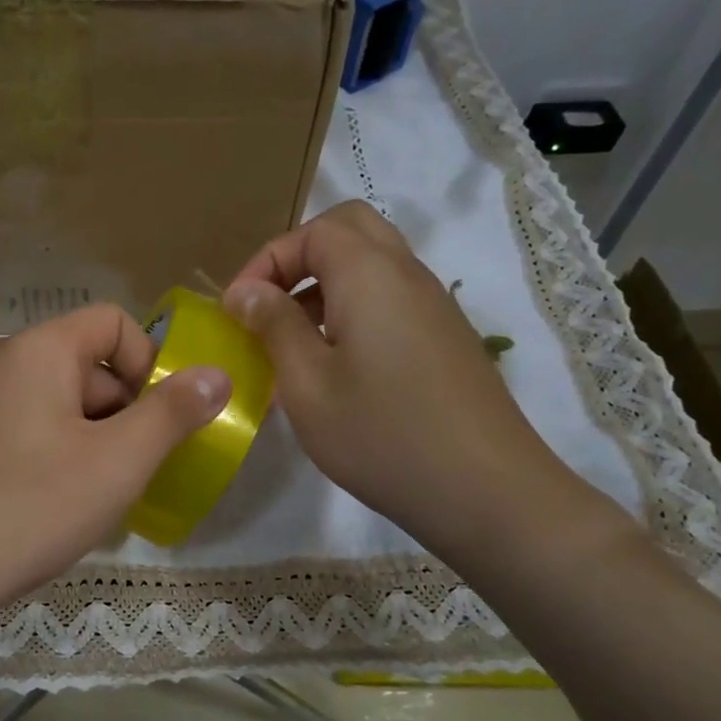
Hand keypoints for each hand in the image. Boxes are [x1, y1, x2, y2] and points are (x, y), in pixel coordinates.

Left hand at [0, 304, 227, 633]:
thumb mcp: (117, 462)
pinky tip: (55, 509)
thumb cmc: (29, 507)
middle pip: (87, 367)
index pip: (114, 323)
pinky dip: (56, 458)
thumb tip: (217, 373)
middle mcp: (0, 363)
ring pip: (59, 406)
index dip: (151, 364)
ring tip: (98, 500)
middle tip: (134, 474)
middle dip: (125, 413)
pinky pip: (27, 433)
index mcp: (37, 349)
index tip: (161, 422)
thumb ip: (173, 413)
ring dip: (94, 442)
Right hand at [224, 202, 606, 569]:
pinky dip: (352, 310)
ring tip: (291, 341)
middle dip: (299, 257)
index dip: (266, 260)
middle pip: (350, 231)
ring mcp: (433, 306)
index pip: (313, 231)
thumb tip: (246, 291)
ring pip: (373, 265)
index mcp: (370, 274)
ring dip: (324, 285)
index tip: (237, 308)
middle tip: (267, 304)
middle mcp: (407, 275)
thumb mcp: (307, 383)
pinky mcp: (445, 339)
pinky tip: (334, 367)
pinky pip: (390, 300)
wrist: (483, 490)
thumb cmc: (380, 435)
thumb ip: (274, 326)